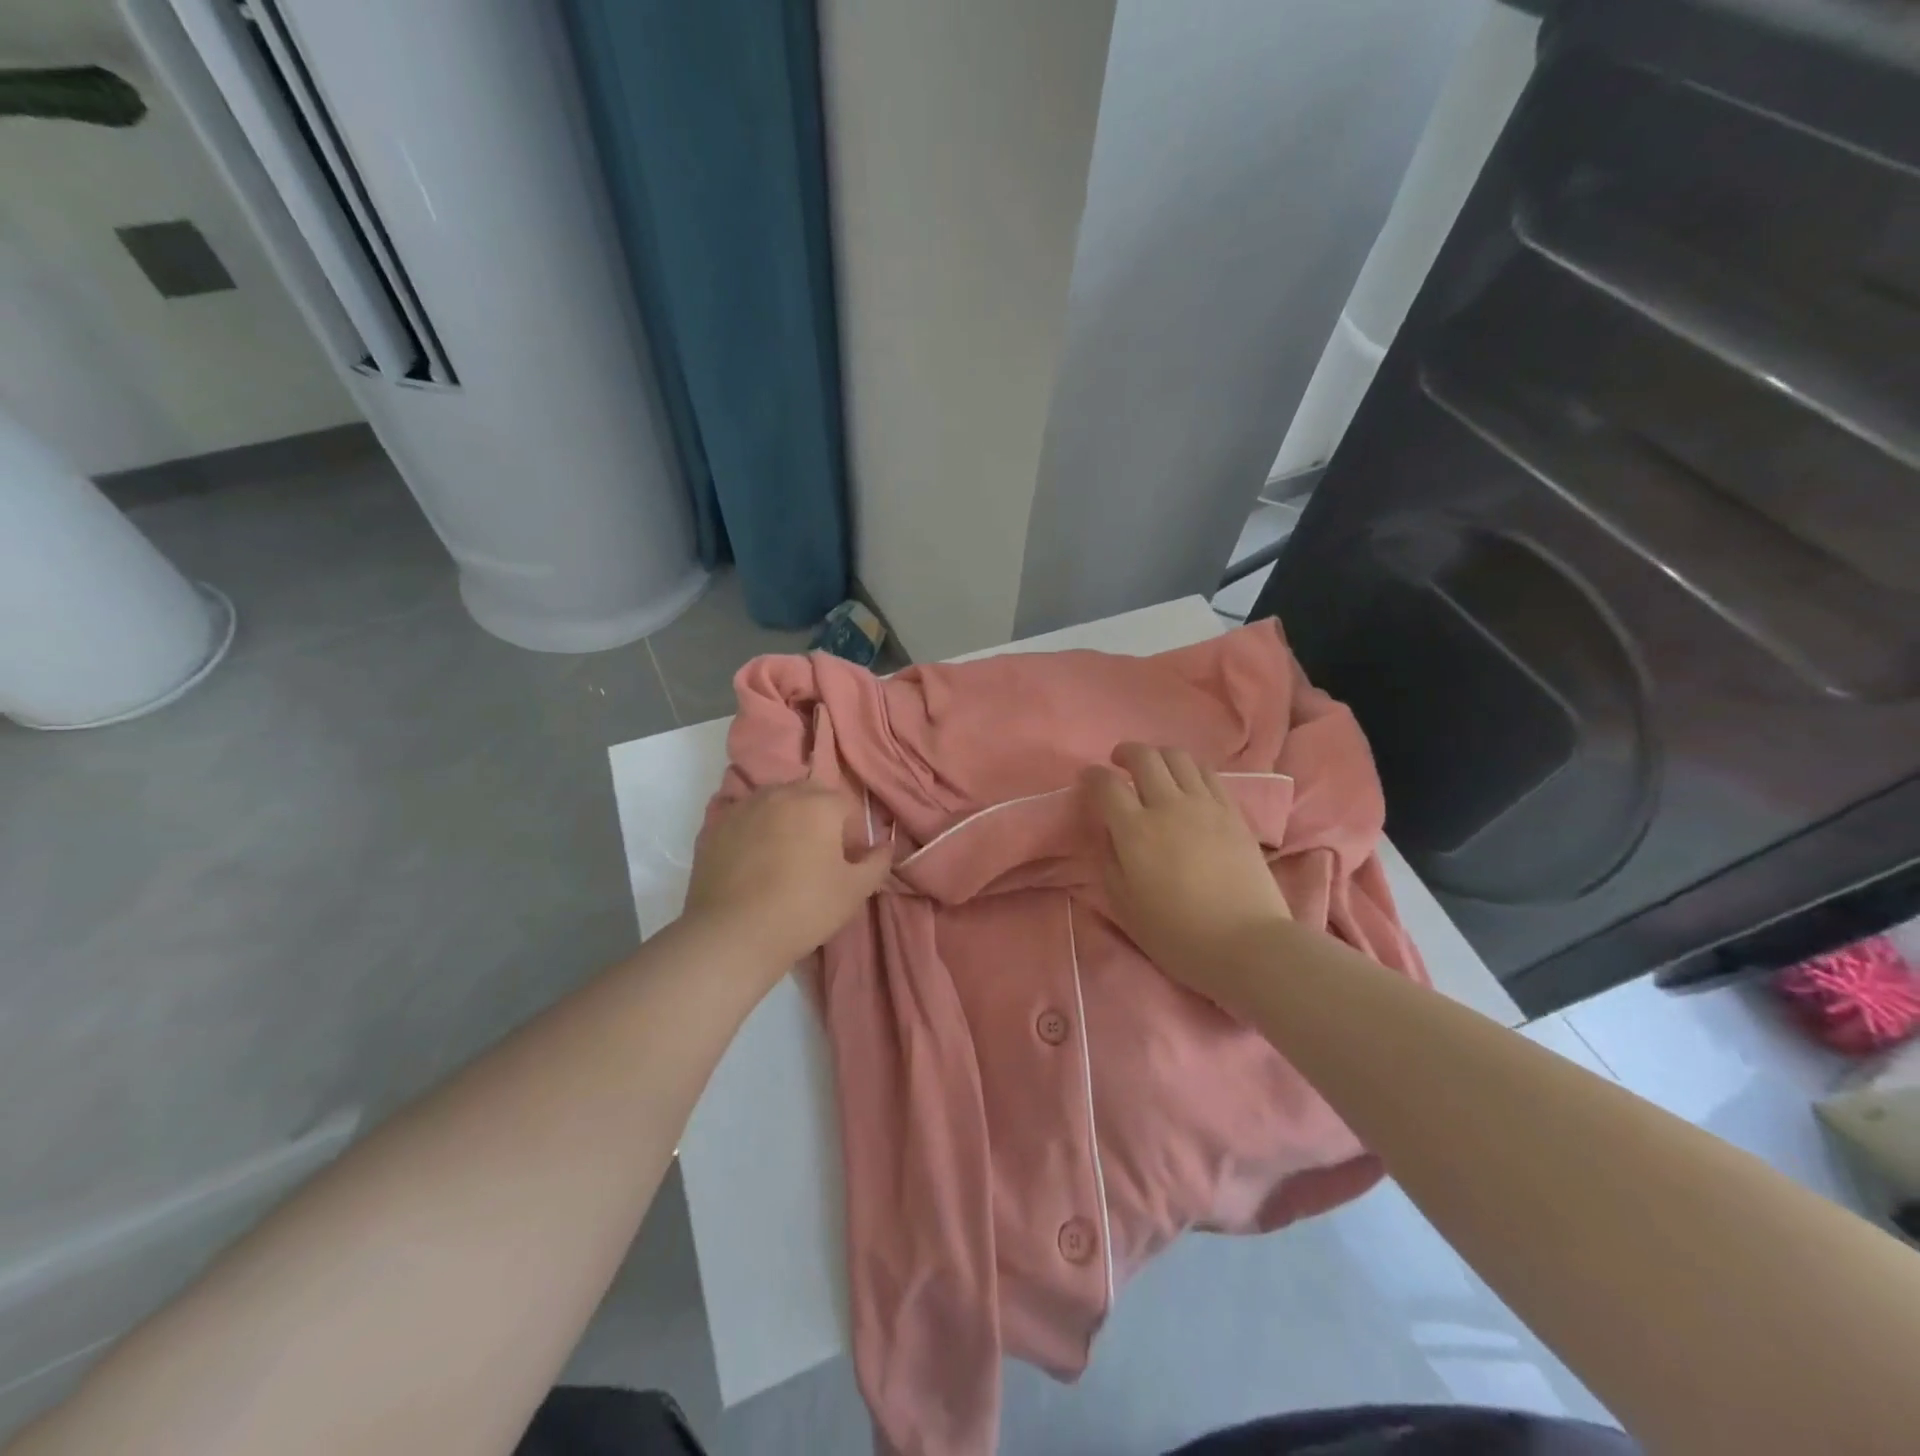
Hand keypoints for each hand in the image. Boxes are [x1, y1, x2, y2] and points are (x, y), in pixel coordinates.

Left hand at [682, 780, 892, 970]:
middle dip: (819, 819)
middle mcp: (780, 794)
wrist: (733, 935)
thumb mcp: (855, 891)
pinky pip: (745, 820)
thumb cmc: (804, 909)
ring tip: (783, 858)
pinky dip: (754, 832)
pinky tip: (753, 863)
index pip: (846, 805)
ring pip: (774, 803)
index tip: (847, 861)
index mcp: (818, 803)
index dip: (852, 833)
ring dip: (785, 821)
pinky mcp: (714, 827)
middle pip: (809, 796)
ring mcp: (743, 807)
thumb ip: (877, 862)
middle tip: (818, 857)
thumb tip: (884, 845)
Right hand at [1088, 743, 1289, 1005]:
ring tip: (1153, 769)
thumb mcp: (1124, 905)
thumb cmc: (1177, 934)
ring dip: (1159, 756)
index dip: (1091, 776)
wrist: (1246, 944)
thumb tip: (1108, 832)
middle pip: (1144, 758)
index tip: (1087, 779)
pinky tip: (1187, 783)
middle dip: (1125, 753)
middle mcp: (1168, 806)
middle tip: (1117, 763)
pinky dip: (1190, 769)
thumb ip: (1108, 861)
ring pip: (1178, 758)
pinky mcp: (1233, 812)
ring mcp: (1205, 805)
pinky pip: (1208, 774)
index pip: (1106, 785)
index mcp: (1135, 831)